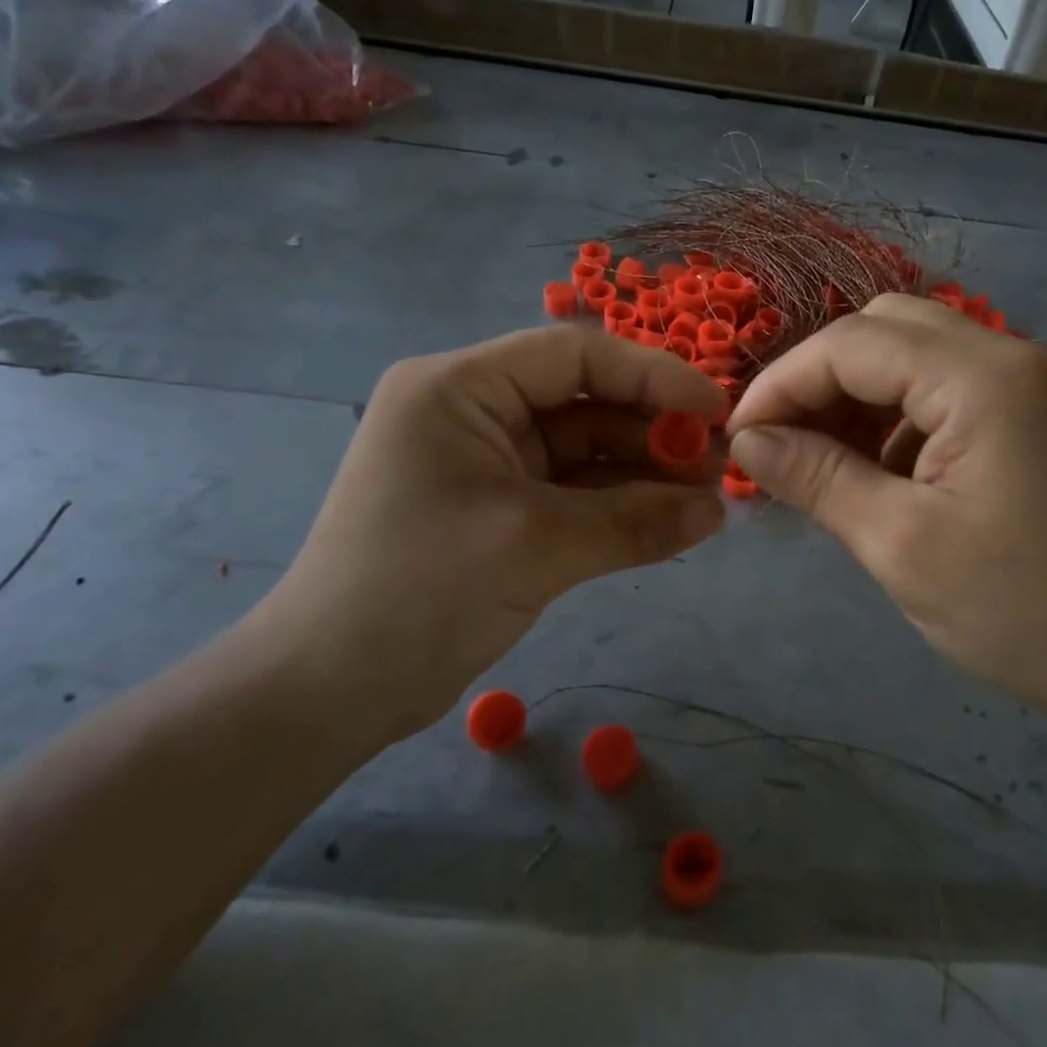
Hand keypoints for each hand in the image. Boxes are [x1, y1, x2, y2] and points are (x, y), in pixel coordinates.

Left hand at [255, 326, 726, 742]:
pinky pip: (571, 492)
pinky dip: (617, 505)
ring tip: (705, 500)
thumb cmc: (419, 593)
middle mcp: (472, 411)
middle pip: (583, 401)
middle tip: (717, 467)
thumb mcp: (535, 546)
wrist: (328, 691)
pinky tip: (669, 522)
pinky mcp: (498, 508)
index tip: (714, 410)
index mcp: (460, 388)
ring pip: (583, 450)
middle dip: (651, 431)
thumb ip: (634, 522)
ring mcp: (486, 462)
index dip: (652, 374)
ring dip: (641, 473)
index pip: (573, 355)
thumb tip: (718, 512)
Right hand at [726, 295, 1046, 732]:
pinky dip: (902, 412)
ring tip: (826, 461)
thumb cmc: (1018, 612)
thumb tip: (747, 442)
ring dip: (861, 395)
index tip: (740, 438)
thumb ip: (815, 477)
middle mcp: (1019, 356)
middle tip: (784, 444)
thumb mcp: (899, 544)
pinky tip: (885, 469)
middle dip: (822, 379)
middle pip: (888, 329)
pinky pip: (952, 384)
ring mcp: (1039, 381)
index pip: (854, 344)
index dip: (784, 383)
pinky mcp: (1044, 412)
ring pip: (919, 352)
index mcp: (987, 379)